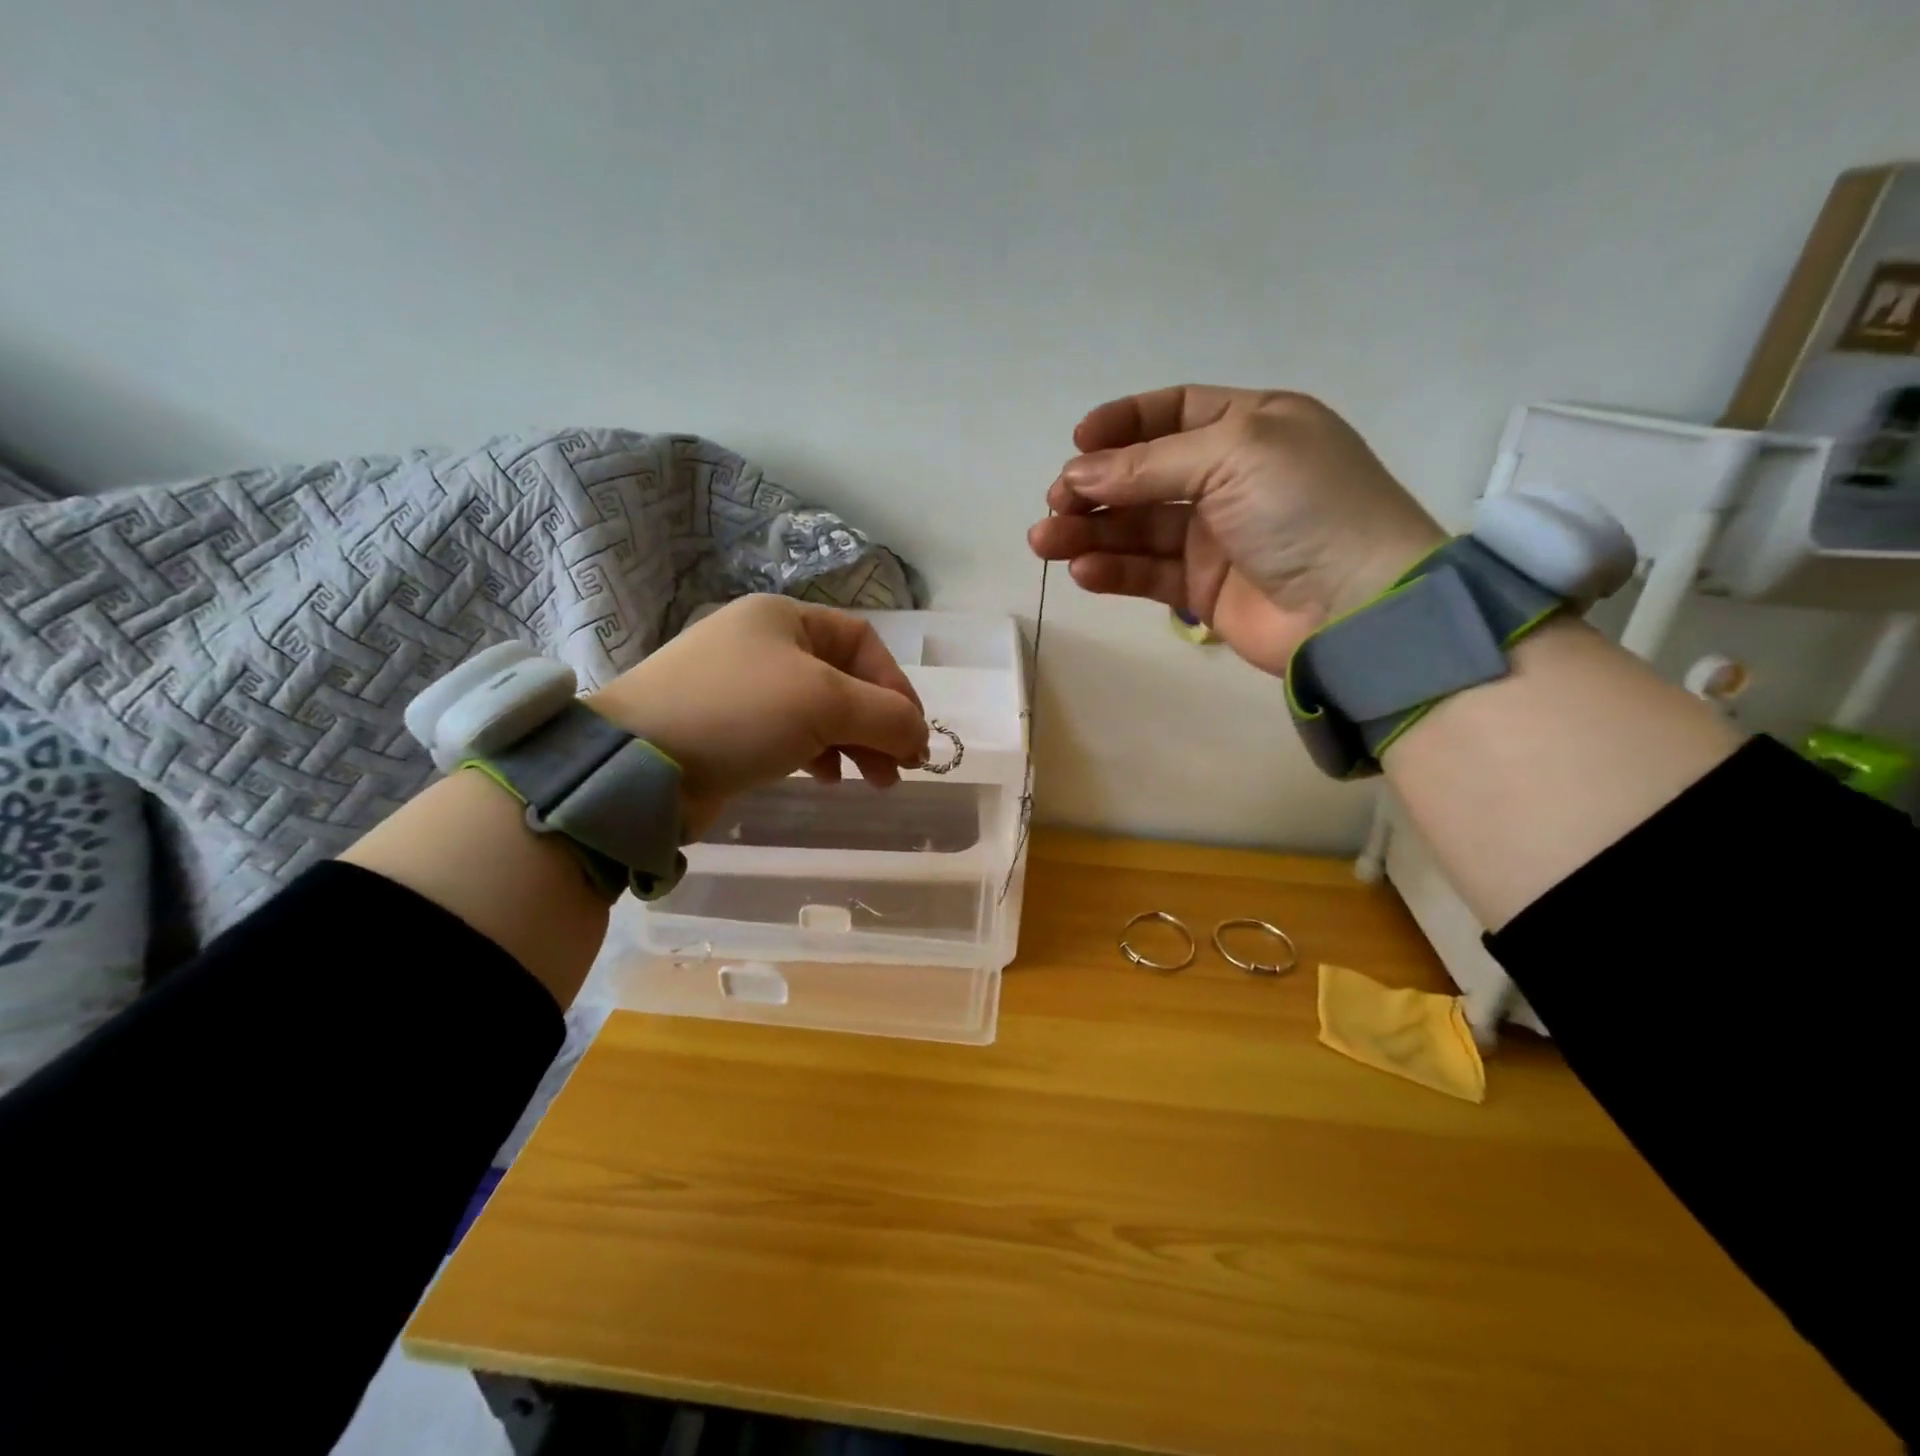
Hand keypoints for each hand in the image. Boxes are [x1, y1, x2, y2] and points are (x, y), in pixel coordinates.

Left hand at [587, 595, 929, 834]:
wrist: (638, 763)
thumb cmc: (739, 712)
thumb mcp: (825, 703)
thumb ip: (886, 715)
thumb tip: (921, 737)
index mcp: (784, 618)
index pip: (862, 643)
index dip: (896, 685)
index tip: (915, 734)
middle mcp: (763, 644)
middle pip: (844, 679)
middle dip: (878, 724)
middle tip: (901, 768)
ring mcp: (742, 687)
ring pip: (819, 711)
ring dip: (854, 744)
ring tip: (873, 781)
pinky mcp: (727, 728)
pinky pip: (789, 734)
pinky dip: (817, 754)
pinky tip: (824, 779)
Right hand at [1027, 386, 1445, 675]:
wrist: (1356, 607)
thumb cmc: (1305, 507)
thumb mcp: (1233, 455)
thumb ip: (1148, 464)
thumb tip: (1077, 475)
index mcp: (1250, 427)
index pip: (1172, 414)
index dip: (1122, 424)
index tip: (1077, 442)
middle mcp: (1229, 478)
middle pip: (1143, 475)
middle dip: (1094, 487)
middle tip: (1055, 504)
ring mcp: (1215, 537)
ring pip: (1137, 528)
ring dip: (1089, 532)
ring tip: (1045, 541)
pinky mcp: (1202, 589)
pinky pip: (1147, 573)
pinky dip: (1113, 570)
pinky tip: (1083, 572)